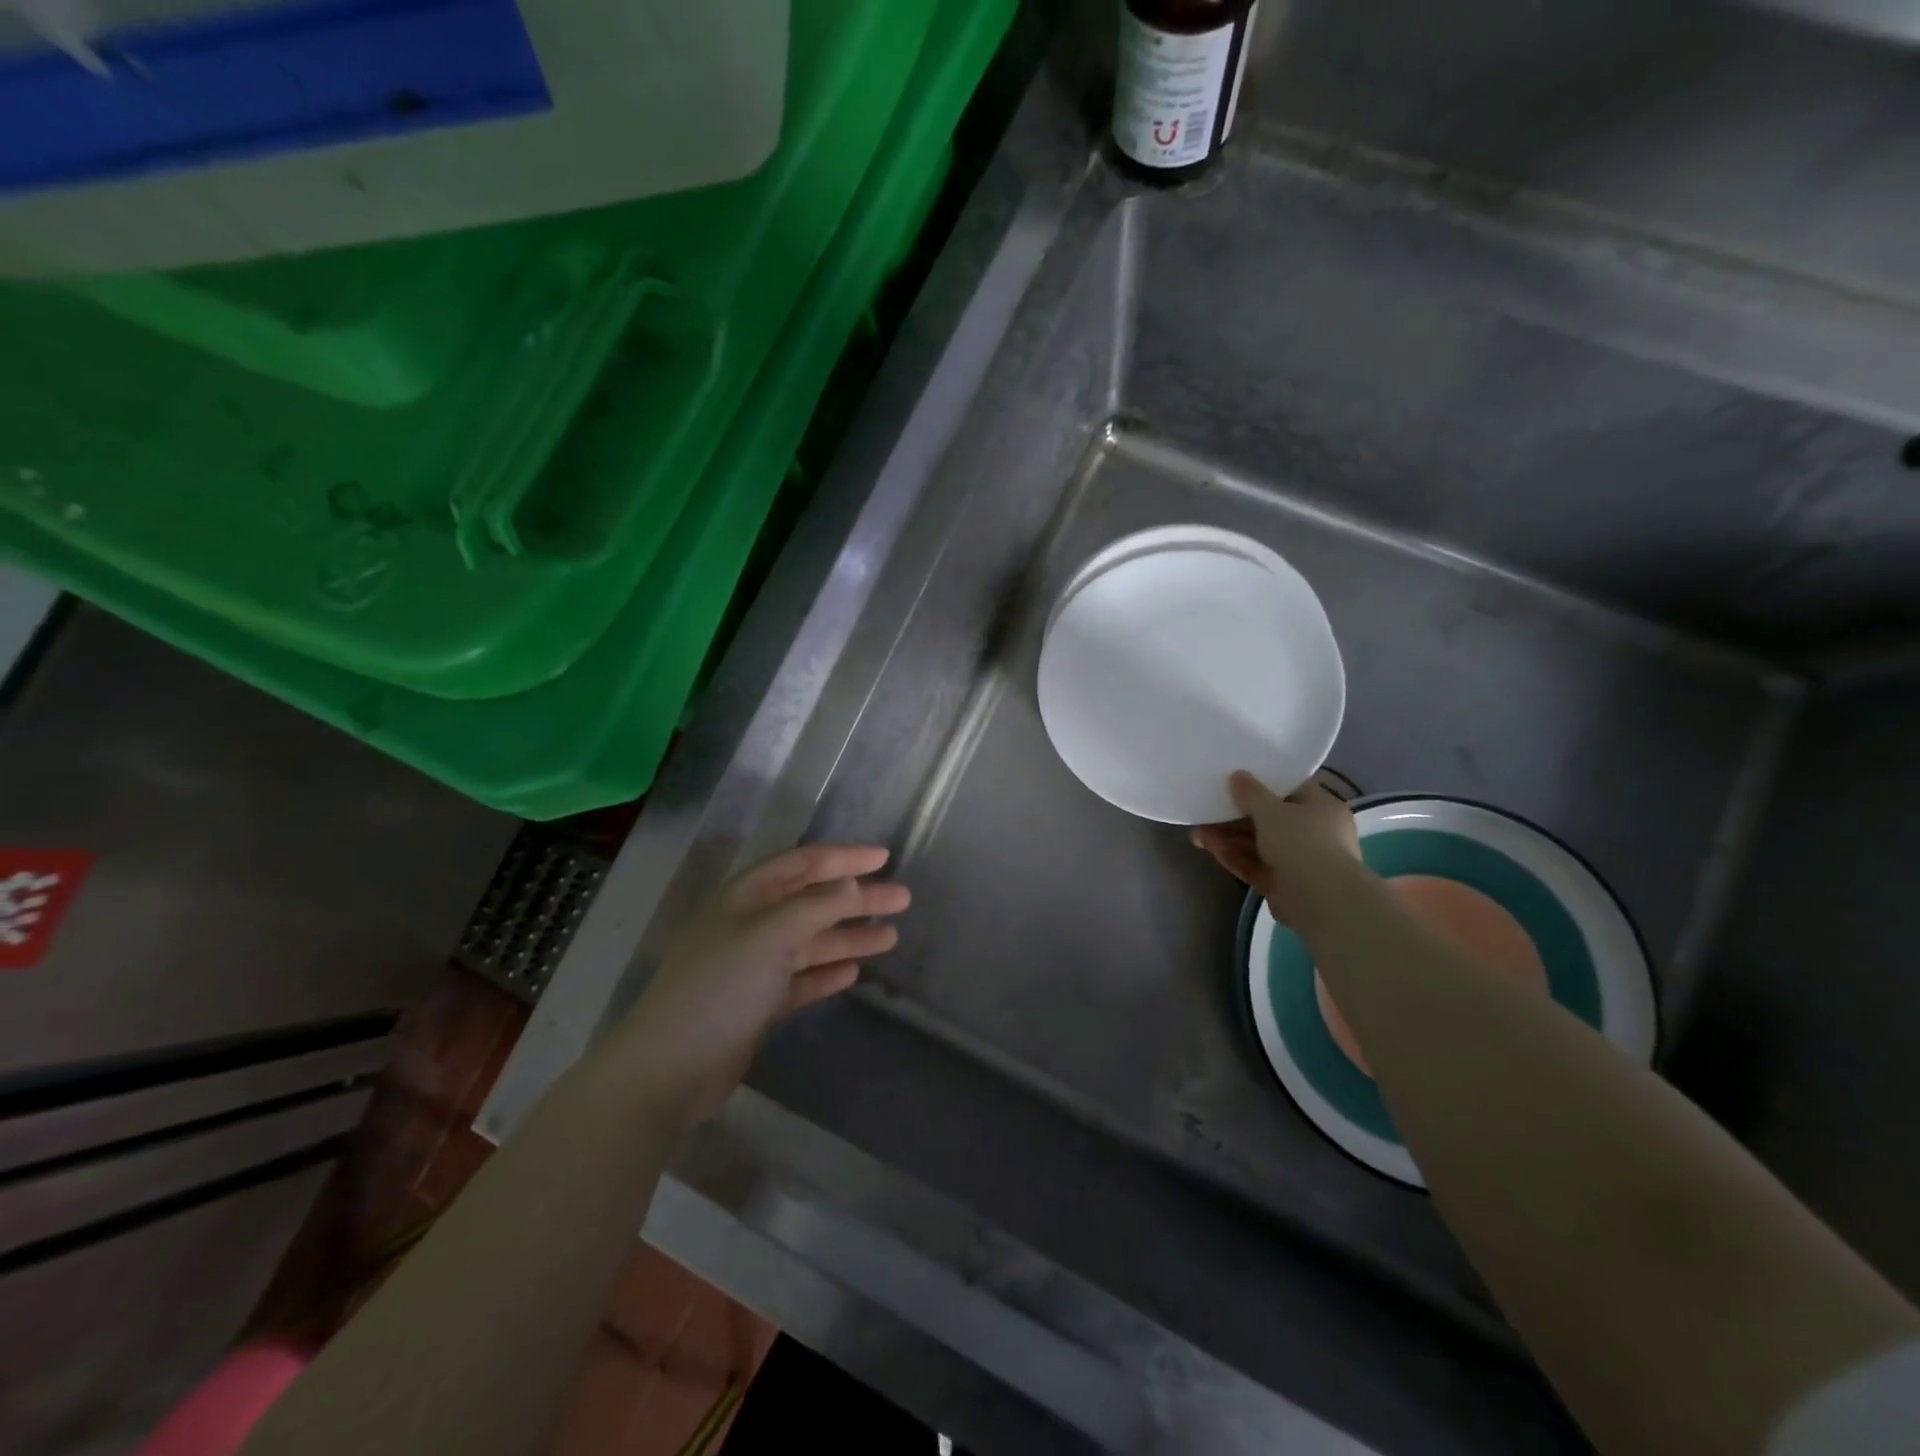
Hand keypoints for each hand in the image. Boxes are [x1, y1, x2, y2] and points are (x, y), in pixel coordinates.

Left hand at [608, 845, 909, 1121]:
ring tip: (891, 937)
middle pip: (813, 902)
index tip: (884, 856)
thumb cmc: (721, 987)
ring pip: (812, 941)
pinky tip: (854, 972)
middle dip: (857, 899)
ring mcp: (754, 965)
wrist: (671, 1068)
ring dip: (849, 936)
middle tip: (902, 899)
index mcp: (747, 896)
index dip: (844, 857)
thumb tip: (852, 882)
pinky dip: (827, 972)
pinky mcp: (758, 1002)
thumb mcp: (771, 935)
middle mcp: (751, 924)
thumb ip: (816, 906)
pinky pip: (802, 978)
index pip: (803, 863)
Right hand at [1190, 771, 1365, 930]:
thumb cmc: (1303, 842)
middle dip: (1235, 815)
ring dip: (1228, 837)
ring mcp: (1297, 860)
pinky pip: (1254, 864)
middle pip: (1269, 818)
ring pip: (1257, 843)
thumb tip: (1238, 775)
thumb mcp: (1272, 810)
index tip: (1235, 778)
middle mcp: (1312, 832)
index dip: (1263, 782)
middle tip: (1207, 808)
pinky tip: (1207, 847)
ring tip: (1197, 832)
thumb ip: (1251, 792)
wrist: (1321, 900)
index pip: (1291, 788)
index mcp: (1321, 807)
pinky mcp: (1281, 883)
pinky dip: (1233, 855)